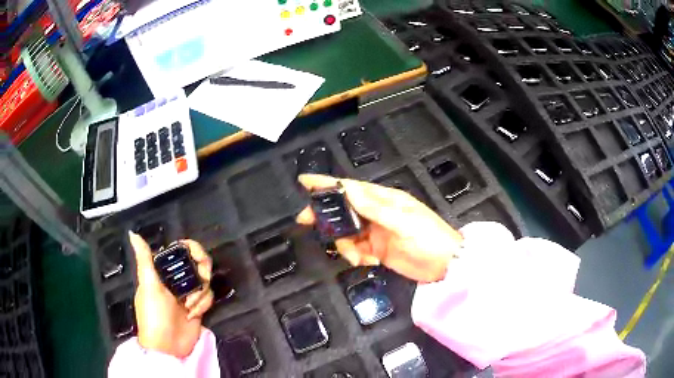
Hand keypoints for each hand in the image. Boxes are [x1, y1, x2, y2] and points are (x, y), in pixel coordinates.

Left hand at [129, 233, 213, 357]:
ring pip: (205, 281)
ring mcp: (188, 293)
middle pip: (198, 263)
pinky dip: (203, 304)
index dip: (192, 249)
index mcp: (162, 270)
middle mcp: (176, 279)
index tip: (197, 256)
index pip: (181, 250)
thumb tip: (132, 233)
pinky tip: (193, 314)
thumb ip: (144, 258)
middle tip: (201, 280)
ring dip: (200, 293)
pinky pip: (208, 297)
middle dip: (202, 272)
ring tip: (189, 306)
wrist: (167, 346)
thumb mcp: (148, 285)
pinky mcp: (198, 306)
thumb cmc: (154, 314)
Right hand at [297, 174, 462, 282]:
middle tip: (306, 222)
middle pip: (343, 209)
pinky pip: (356, 249)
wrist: (445, 264)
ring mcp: (376, 232)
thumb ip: (375, 209)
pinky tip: (368, 261)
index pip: (350, 188)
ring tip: (358, 257)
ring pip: (346, 233)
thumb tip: (349, 191)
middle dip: (325, 215)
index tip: (304, 181)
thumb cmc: (429, 238)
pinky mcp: (376, 249)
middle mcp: (377, 213)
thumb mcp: (404, 222)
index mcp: (384, 200)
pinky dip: (356, 256)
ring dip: (345, 245)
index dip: (327, 184)